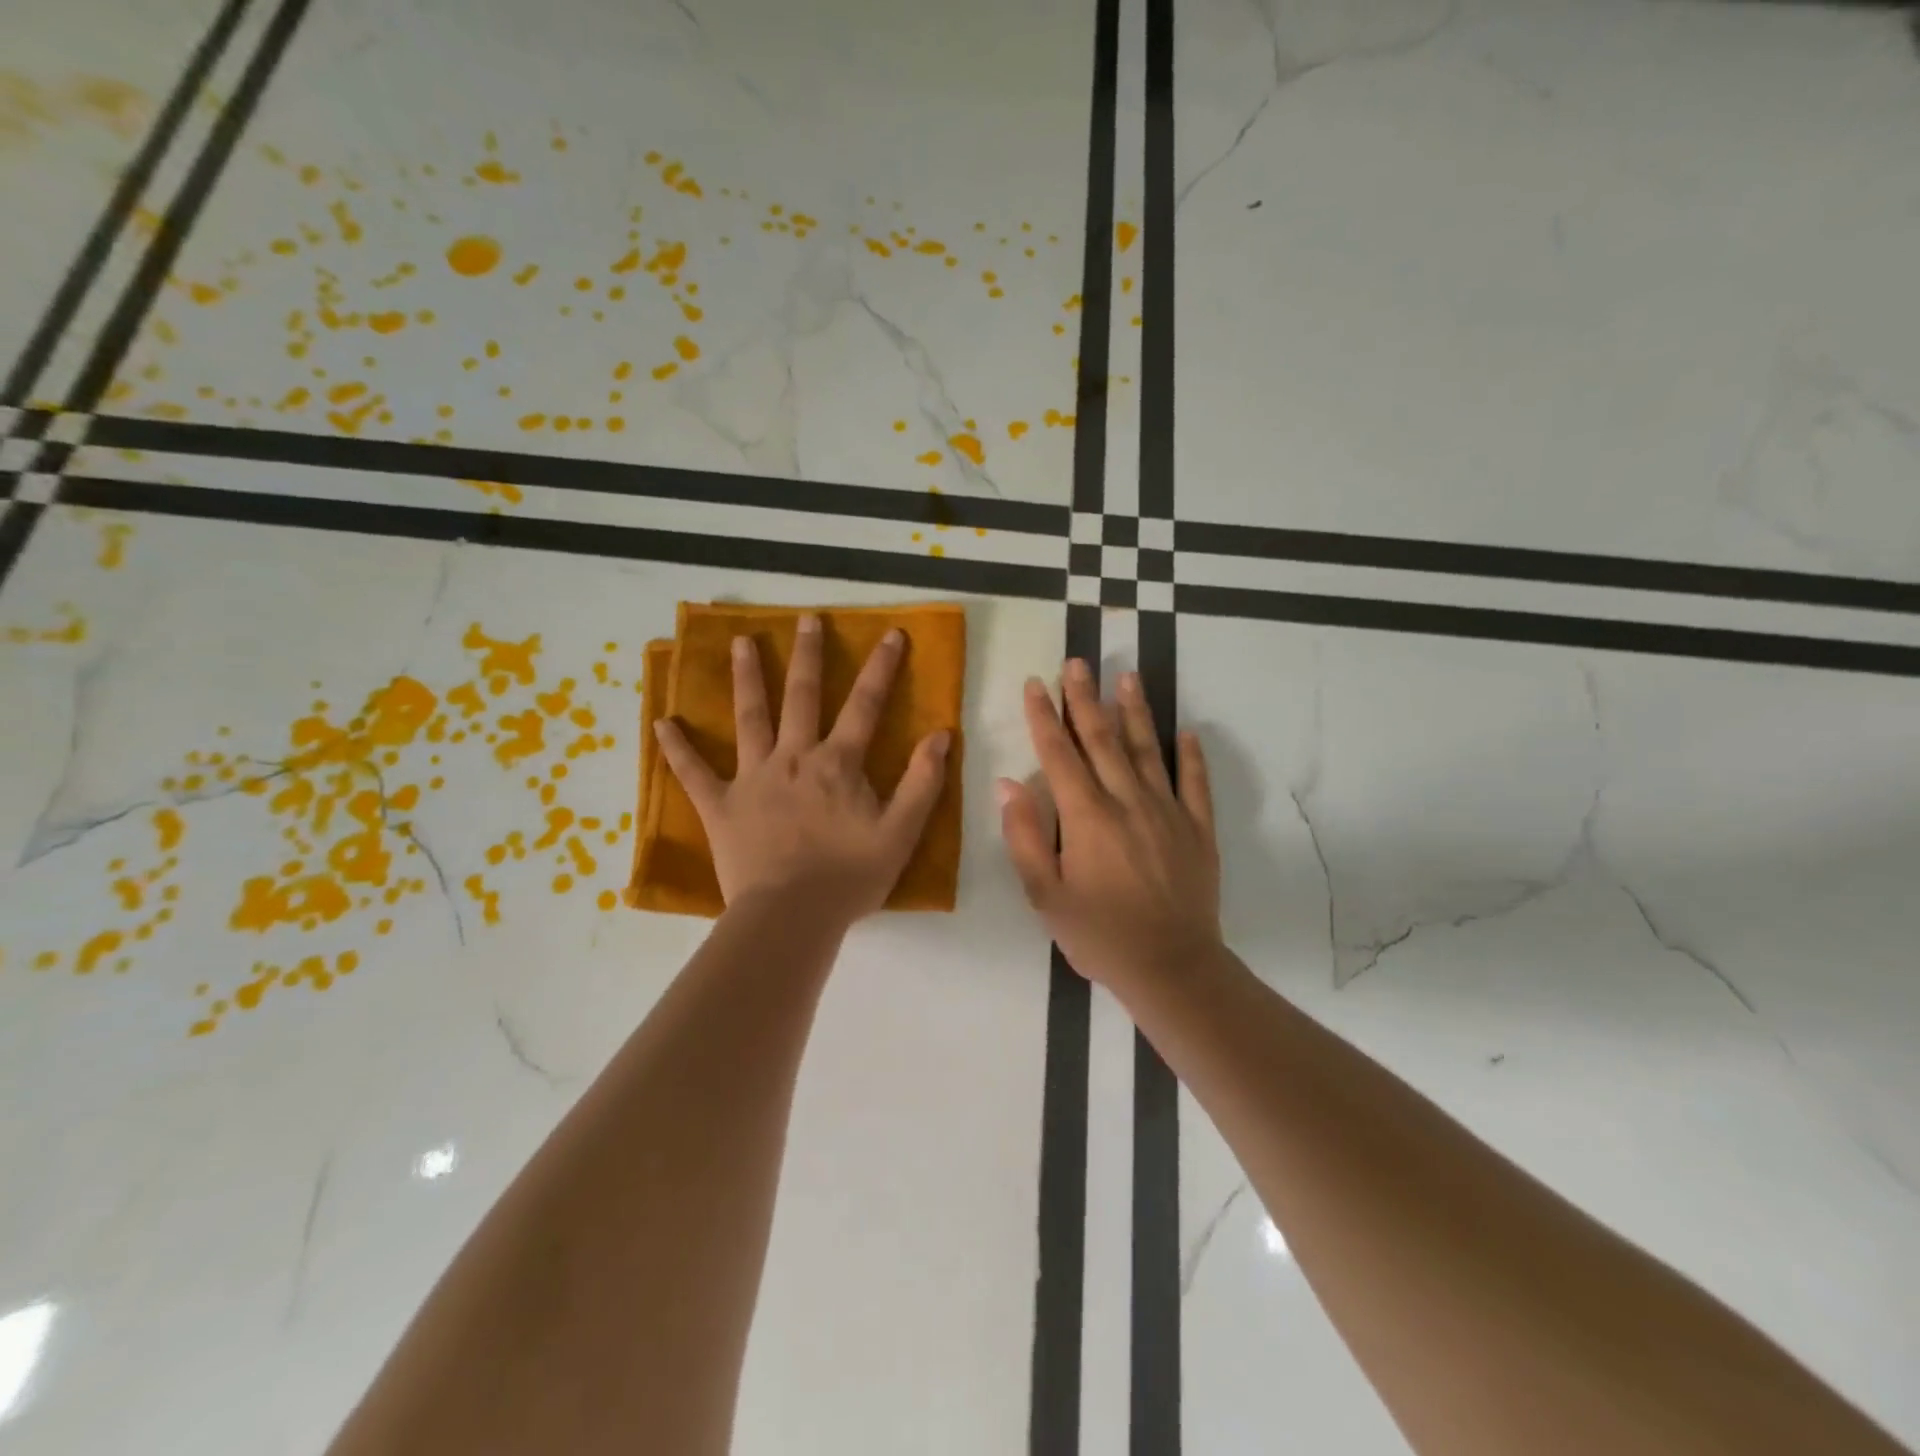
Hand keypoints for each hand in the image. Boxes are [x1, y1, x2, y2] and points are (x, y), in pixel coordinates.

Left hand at [652, 614, 950, 923]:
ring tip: (739, 642)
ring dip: (746, 678)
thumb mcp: (901, 833)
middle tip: (806, 618)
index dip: (881, 667)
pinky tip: (663, 722)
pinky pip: (694, 773)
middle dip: (807, 654)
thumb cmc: (849, 877)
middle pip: (801, 696)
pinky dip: (677, 748)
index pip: (865, 705)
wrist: (791, 917)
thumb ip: (922, 782)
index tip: (891, 634)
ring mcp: (753, 778)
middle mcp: (794, 757)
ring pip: (749, 718)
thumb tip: (941, 736)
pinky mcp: (721, 805)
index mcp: (838, 764)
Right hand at [1000, 659, 1221, 993]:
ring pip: (1148, 750)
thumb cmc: (1098, 935)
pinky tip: (1186, 731)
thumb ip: (1025, 837)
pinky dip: (1191, 756)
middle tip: (1078, 662)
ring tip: (1128, 676)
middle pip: (1102, 739)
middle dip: (1085, 698)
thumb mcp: (1045, 895)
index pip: (1059, 754)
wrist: (1171, 967)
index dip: (1044, 716)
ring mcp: (1168, 812)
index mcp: (1086, 816)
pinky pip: (1195, 784)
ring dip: (1135, 711)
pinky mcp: (1198, 829)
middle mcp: (1127, 802)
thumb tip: (1008, 784)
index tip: (1036, 683)